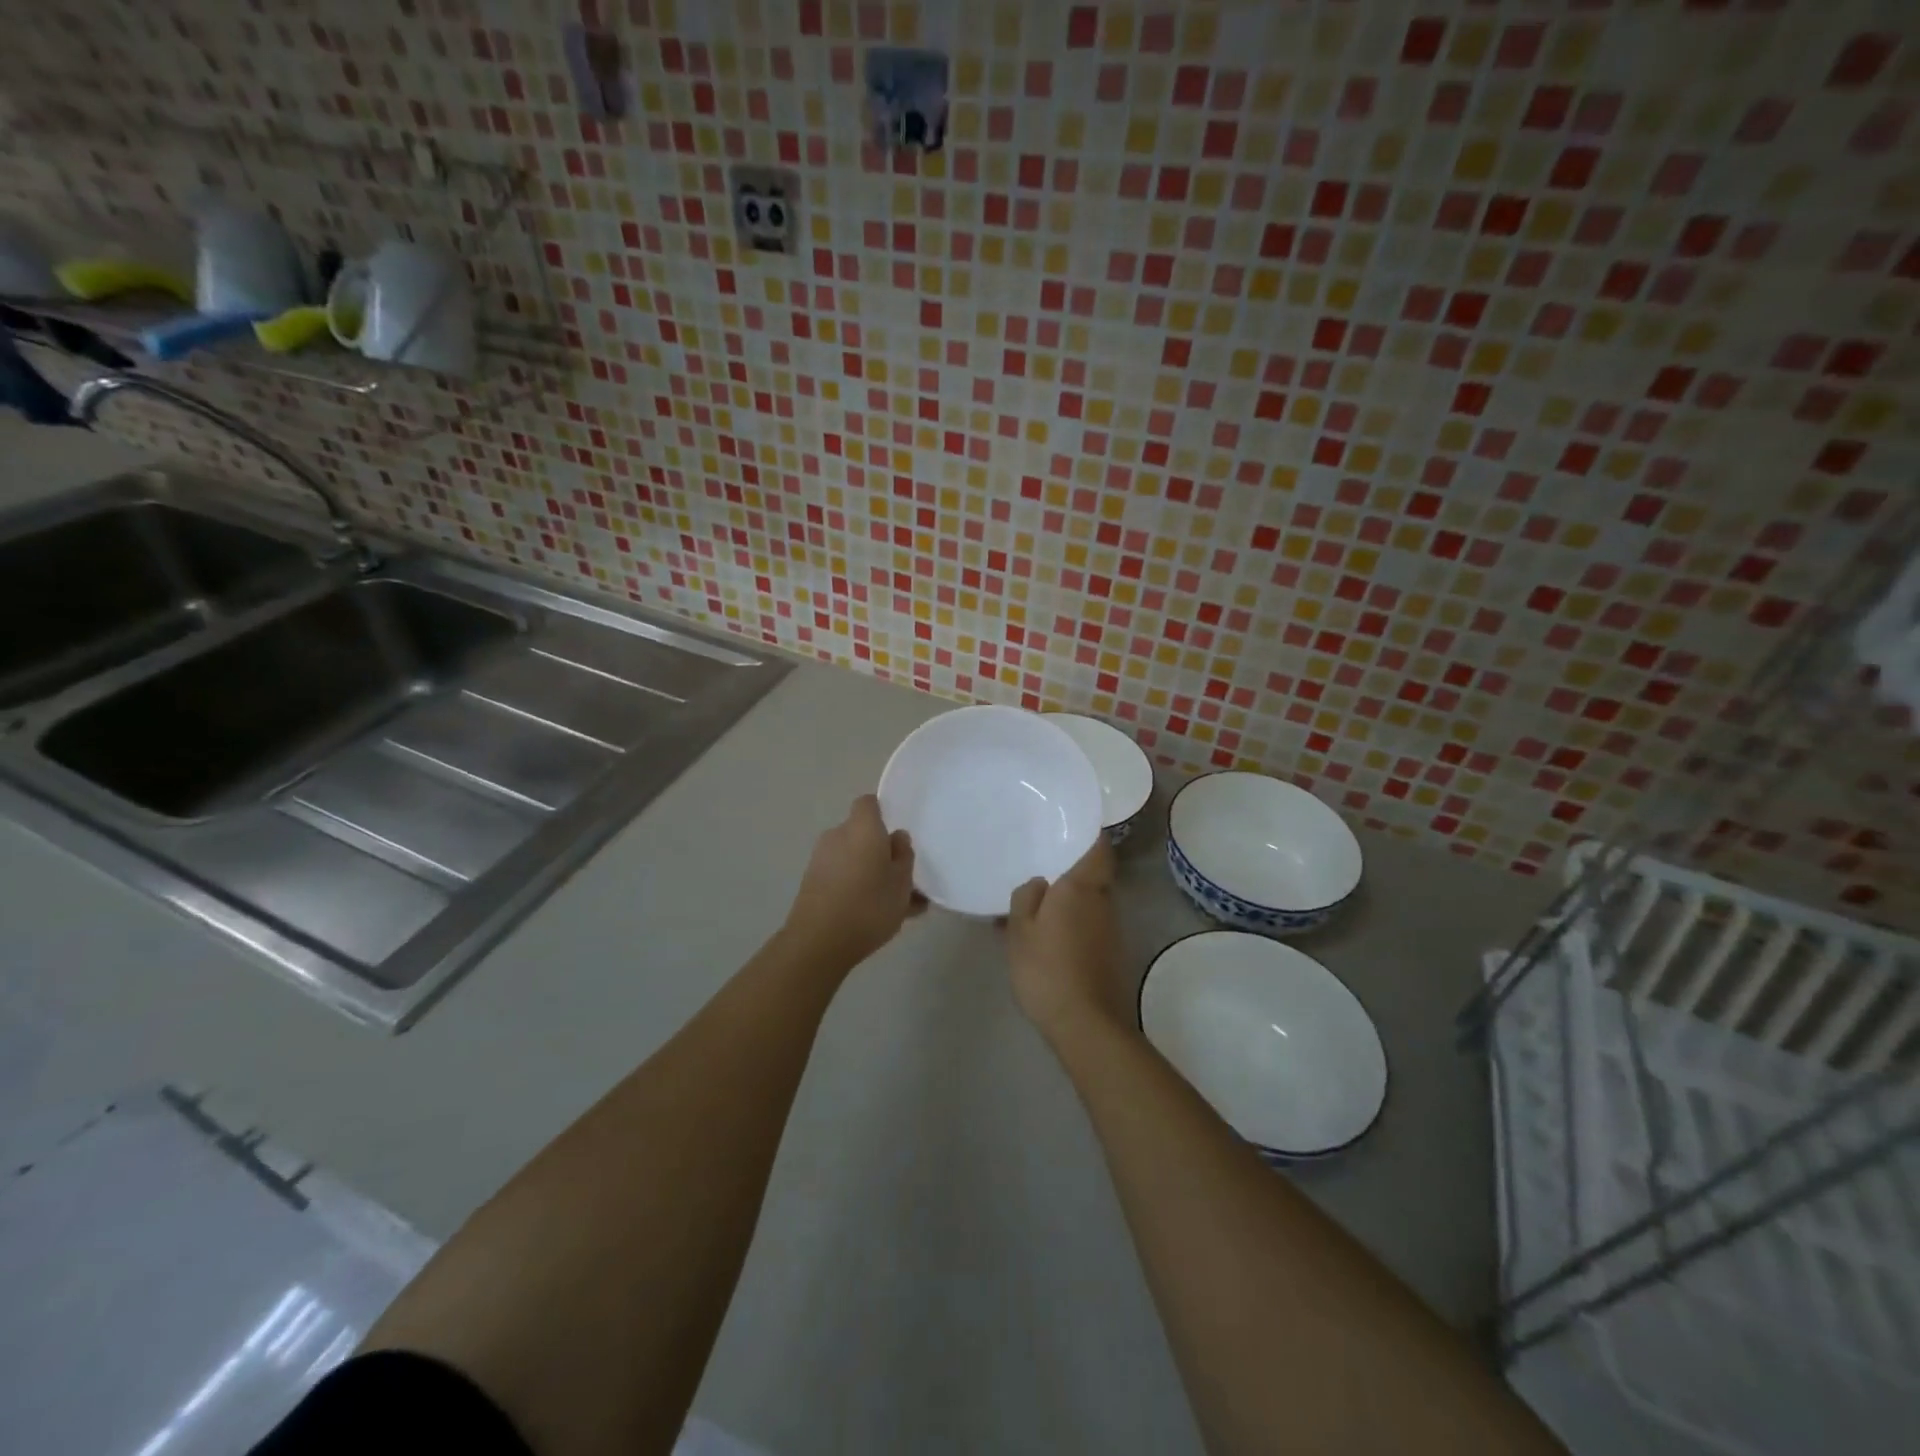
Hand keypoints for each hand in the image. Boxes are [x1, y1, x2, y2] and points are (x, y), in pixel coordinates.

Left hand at [781, 795, 922, 972]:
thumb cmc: (869, 905)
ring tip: (897, 905)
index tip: (897, 835)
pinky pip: (842, 877)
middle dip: (880, 850)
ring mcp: (821, 860)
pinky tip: (877, 917)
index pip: (868, 804)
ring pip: (854, 859)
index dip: (882, 813)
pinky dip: (857, 888)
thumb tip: (897, 837)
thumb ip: (904, 856)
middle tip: (903, 877)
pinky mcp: (812, 883)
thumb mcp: (902, 882)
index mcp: (862, 828)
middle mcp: (837, 836)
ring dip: (871, 873)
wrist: (819, 942)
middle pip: (862, 834)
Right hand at [1007, 838, 1126, 1043]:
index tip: (1070, 830)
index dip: (1090, 836)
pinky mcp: (1111, 953)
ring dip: (1069, 902)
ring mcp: (1111, 929)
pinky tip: (1047, 939)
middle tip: (1041, 869)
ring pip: (1090, 903)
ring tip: (1036, 907)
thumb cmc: (1047, 968)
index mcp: (1081, 887)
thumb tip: (1039, 883)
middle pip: (1093, 876)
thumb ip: (1026, 897)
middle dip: (1071, 872)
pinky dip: (1072, 925)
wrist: (1085, 1023)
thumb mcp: (1020, 930)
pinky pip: (1089, 925)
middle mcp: (1103, 902)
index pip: (1099, 849)